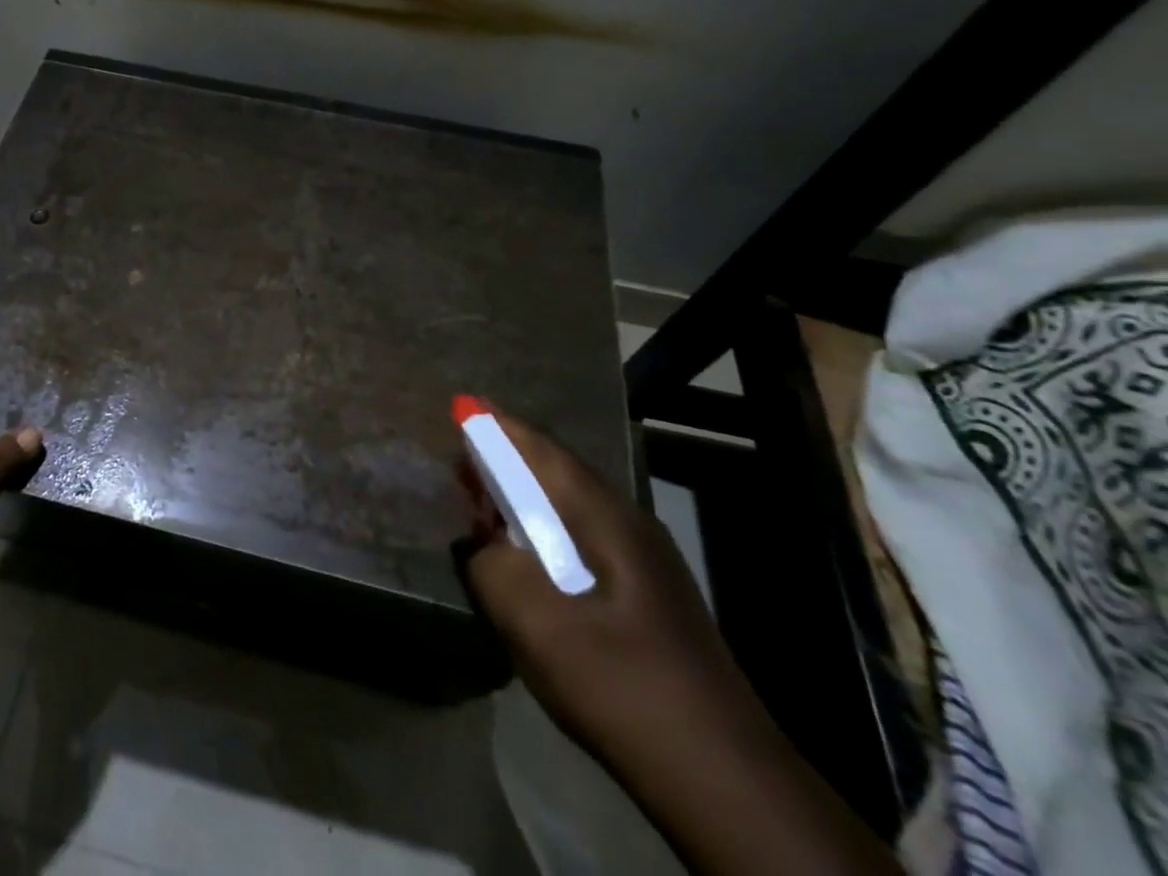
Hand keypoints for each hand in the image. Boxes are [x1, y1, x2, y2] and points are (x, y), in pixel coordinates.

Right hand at [462, 413, 901, 875]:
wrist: (722, 777)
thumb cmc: (621, 684)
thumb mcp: (536, 623)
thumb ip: (492, 568)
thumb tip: (481, 544)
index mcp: (606, 518)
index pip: (543, 453)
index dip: (499, 428)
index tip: (462, 408)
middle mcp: (630, 525)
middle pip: (558, 475)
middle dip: (507, 464)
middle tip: (463, 467)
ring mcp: (646, 562)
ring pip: (572, 510)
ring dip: (525, 502)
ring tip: (485, 509)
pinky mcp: (649, 598)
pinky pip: (584, 542)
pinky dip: (545, 534)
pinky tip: (529, 562)